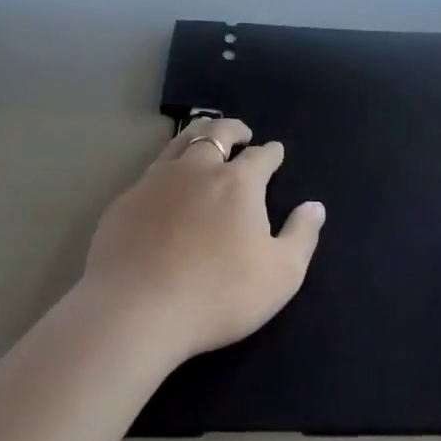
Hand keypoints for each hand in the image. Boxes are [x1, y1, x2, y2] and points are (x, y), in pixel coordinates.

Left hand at [79, 118, 325, 365]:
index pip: (261, 156)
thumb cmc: (217, 294)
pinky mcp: (126, 200)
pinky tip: (166, 183)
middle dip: (234, 129)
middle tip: (241, 133)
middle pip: (217, 134)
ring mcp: (156, 180)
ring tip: (205, 138)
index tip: (276, 151)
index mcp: (238, 182)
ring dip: (199, 135)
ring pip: (180, 142)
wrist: (135, 310)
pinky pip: (152, 170)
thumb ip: (301, 236)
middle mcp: (198, 169)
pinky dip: (168, 167)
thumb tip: (315, 206)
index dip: (271, 153)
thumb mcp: (280, 275)